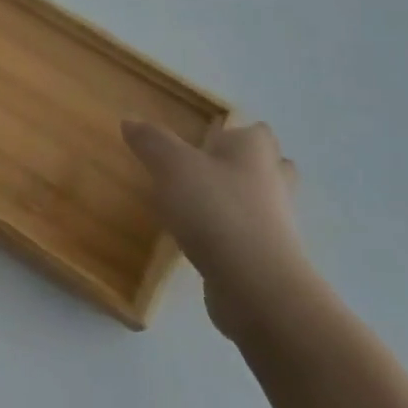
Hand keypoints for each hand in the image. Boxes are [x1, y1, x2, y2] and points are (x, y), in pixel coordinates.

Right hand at [123, 119, 312, 342]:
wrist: (256, 287)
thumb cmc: (216, 210)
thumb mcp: (172, 166)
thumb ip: (151, 141)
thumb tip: (130, 121)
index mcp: (254, 154)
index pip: (257, 133)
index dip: (237, 133)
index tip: (210, 138)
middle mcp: (273, 185)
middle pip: (269, 168)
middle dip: (247, 167)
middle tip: (210, 169)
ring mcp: (276, 227)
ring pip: (261, 205)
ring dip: (238, 203)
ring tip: (199, 205)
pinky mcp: (269, 262)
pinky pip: (250, 239)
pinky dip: (231, 236)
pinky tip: (202, 240)